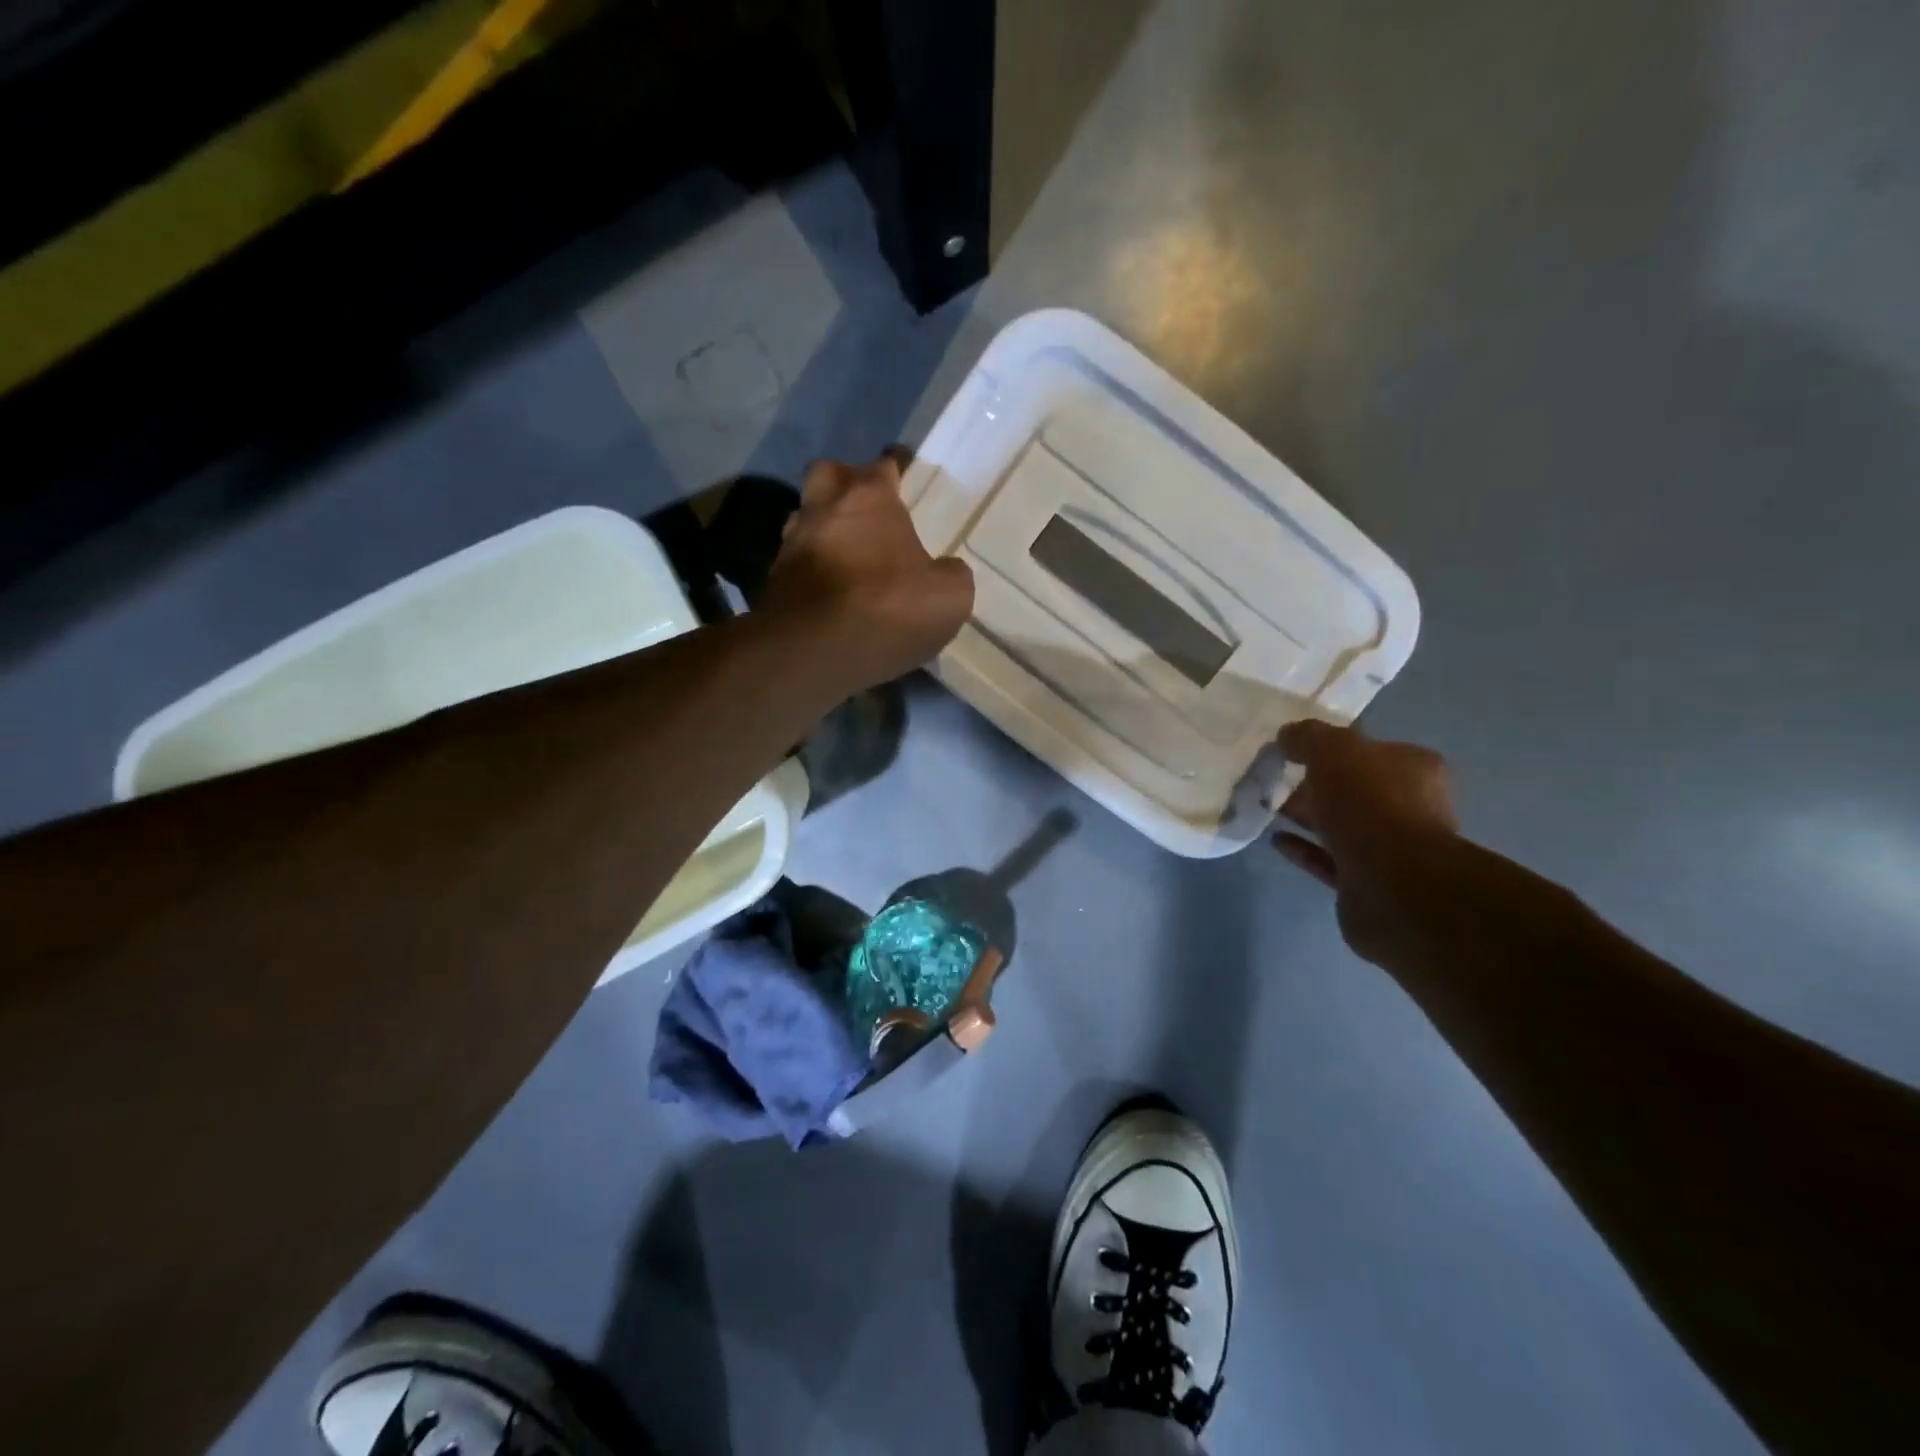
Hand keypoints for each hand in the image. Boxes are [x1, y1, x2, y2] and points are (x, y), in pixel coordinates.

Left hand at [759, 455, 974, 695]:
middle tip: (865, 508)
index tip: (904, 472)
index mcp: (868, 498)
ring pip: (805, 519)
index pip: (883, 465)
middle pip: (828, 475)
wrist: (814, 653)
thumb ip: (950, 574)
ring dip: (824, 529)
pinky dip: (812, 570)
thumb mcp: (949, 596)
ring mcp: (791, 544)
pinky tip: (830, 591)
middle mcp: (823, 508)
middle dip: (844, 484)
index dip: (896, 467)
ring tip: (846, 554)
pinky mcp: (773, 582)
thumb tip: (943, 571)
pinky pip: (797, 563)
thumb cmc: (888, 608)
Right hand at [1273, 720, 1458, 963]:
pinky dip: (1304, 848)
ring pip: (1341, 824)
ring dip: (1309, 816)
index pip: (1370, 749)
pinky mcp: (1367, 881)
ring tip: (1269, 807)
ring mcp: (1391, 848)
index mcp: (1414, 769)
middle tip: (1275, 778)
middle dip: (1317, 783)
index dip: (1332, 746)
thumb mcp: (1334, 751)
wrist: (1391, 884)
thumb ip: (1309, 737)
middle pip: (1355, 787)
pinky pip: (1329, 858)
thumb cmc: (1369, 804)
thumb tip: (1288, 735)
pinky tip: (1276, 840)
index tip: (1294, 749)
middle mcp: (1410, 806)